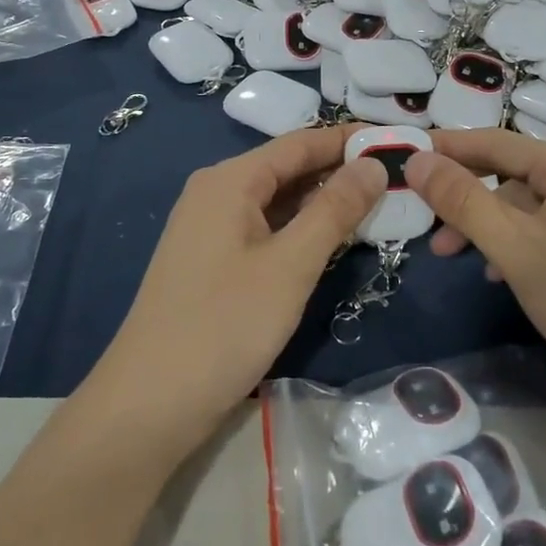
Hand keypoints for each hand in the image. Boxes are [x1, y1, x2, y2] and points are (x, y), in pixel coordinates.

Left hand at [91, 126, 383, 456]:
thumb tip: (373, 165)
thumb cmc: (225, 325)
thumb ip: (335, 210)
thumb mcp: (291, 265)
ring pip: (276, 200)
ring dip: (322, 202)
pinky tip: (331, 240)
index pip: (300, 143)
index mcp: (230, 180)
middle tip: (396, 177)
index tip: (396, 143)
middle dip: (339, 171)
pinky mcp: (211, 260)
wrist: (149, 404)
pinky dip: (299, 228)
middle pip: (287, 168)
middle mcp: (215, 192)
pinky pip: (263, 227)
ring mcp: (209, 227)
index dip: (348, 140)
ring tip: (376, 204)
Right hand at [405, 129, 545, 414]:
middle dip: (464, 197)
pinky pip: (545, 228)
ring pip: (525, 205)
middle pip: (509, 173)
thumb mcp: (515, 249)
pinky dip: (514, 243)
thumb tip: (416, 160)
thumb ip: (462, 201)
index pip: (495, 142)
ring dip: (486, 225)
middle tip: (422, 223)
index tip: (400, 154)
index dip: (446, 147)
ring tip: (451, 257)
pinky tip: (496, 273)